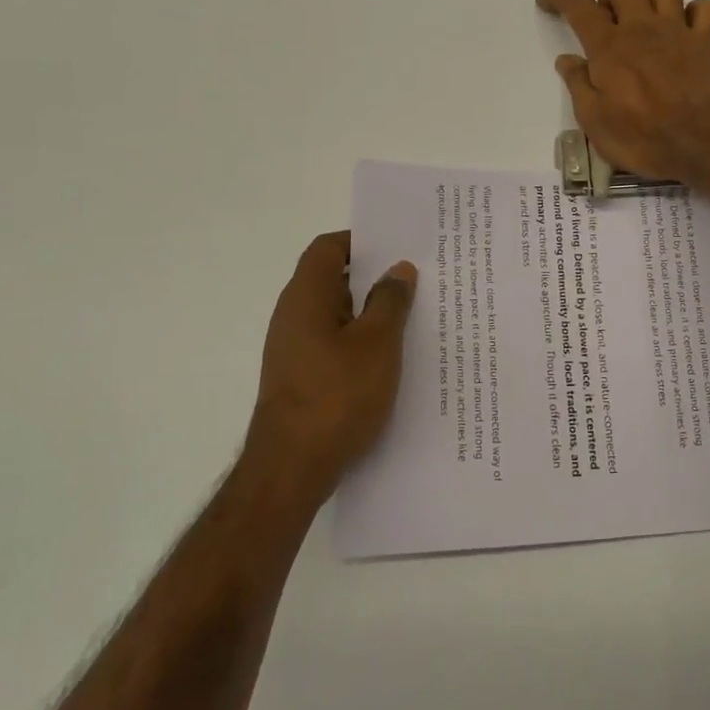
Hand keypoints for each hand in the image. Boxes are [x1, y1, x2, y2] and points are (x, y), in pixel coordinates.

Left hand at [243, 231, 416, 504]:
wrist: (292, 468)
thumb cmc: (337, 395)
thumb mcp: (377, 343)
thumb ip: (390, 301)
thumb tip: (398, 269)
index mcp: (306, 297)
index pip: (328, 248)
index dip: (361, 241)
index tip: (398, 247)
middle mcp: (293, 316)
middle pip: (332, 279)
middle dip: (373, 278)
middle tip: (417, 280)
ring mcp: (294, 350)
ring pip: (336, 315)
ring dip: (369, 313)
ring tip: (413, 318)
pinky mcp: (301, 378)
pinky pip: (333, 344)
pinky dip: (360, 341)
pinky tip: (391, 359)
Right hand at [536, 0, 709, 181]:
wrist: (704, 145)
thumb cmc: (643, 139)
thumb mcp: (595, 122)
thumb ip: (578, 85)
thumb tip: (567, 59)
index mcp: (609, 47)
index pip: (578, 4)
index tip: (548, 2)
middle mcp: (643, 28)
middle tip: (609, 26)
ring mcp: (678, 31)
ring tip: (647, 27)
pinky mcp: (707, 43)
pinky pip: (704, 7)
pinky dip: (693, 13)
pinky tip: (684, 32)